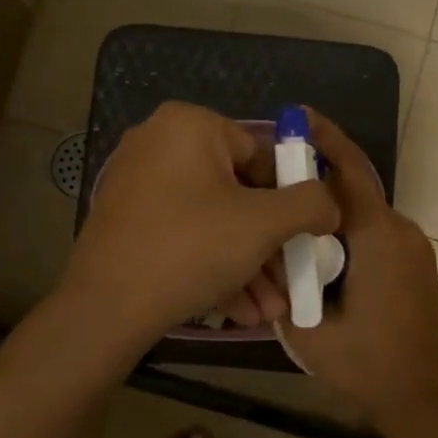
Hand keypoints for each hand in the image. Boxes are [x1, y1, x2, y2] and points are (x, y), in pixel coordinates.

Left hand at [59, 102, 339, 347]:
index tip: (305, 239)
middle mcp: (159, 143)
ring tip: (271, 311)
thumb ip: (310, 203)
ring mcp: (139, 183)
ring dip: (248, 266)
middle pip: (238, 193)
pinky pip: (185, 235)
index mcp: (190, 125)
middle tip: (290, 284)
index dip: (290, 199)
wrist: (106, 308)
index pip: (261, 155)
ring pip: (213, 222)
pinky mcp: (128, 221)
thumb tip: (330, 203)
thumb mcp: (264, 224)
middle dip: (269, 246)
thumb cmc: (190, 249)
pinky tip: (240, 311)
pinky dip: (214, 266)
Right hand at [279, 112, 437, 423]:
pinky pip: (376, 233)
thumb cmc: (366, 363)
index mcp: (377, 237)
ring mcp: (414, 247)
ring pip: (364, 212)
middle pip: (354, 188)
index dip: (323, 139)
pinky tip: (318, 253)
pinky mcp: (416, 264)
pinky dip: (347, 231)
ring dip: (330, 211)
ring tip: (289, 221)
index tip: (297, 117)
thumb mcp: (307, 326)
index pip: (349, 171)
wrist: (422, 397)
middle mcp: (401, 230)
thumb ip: (286, 282)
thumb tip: (271, 252)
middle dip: (316, 178)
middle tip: (274, 179)